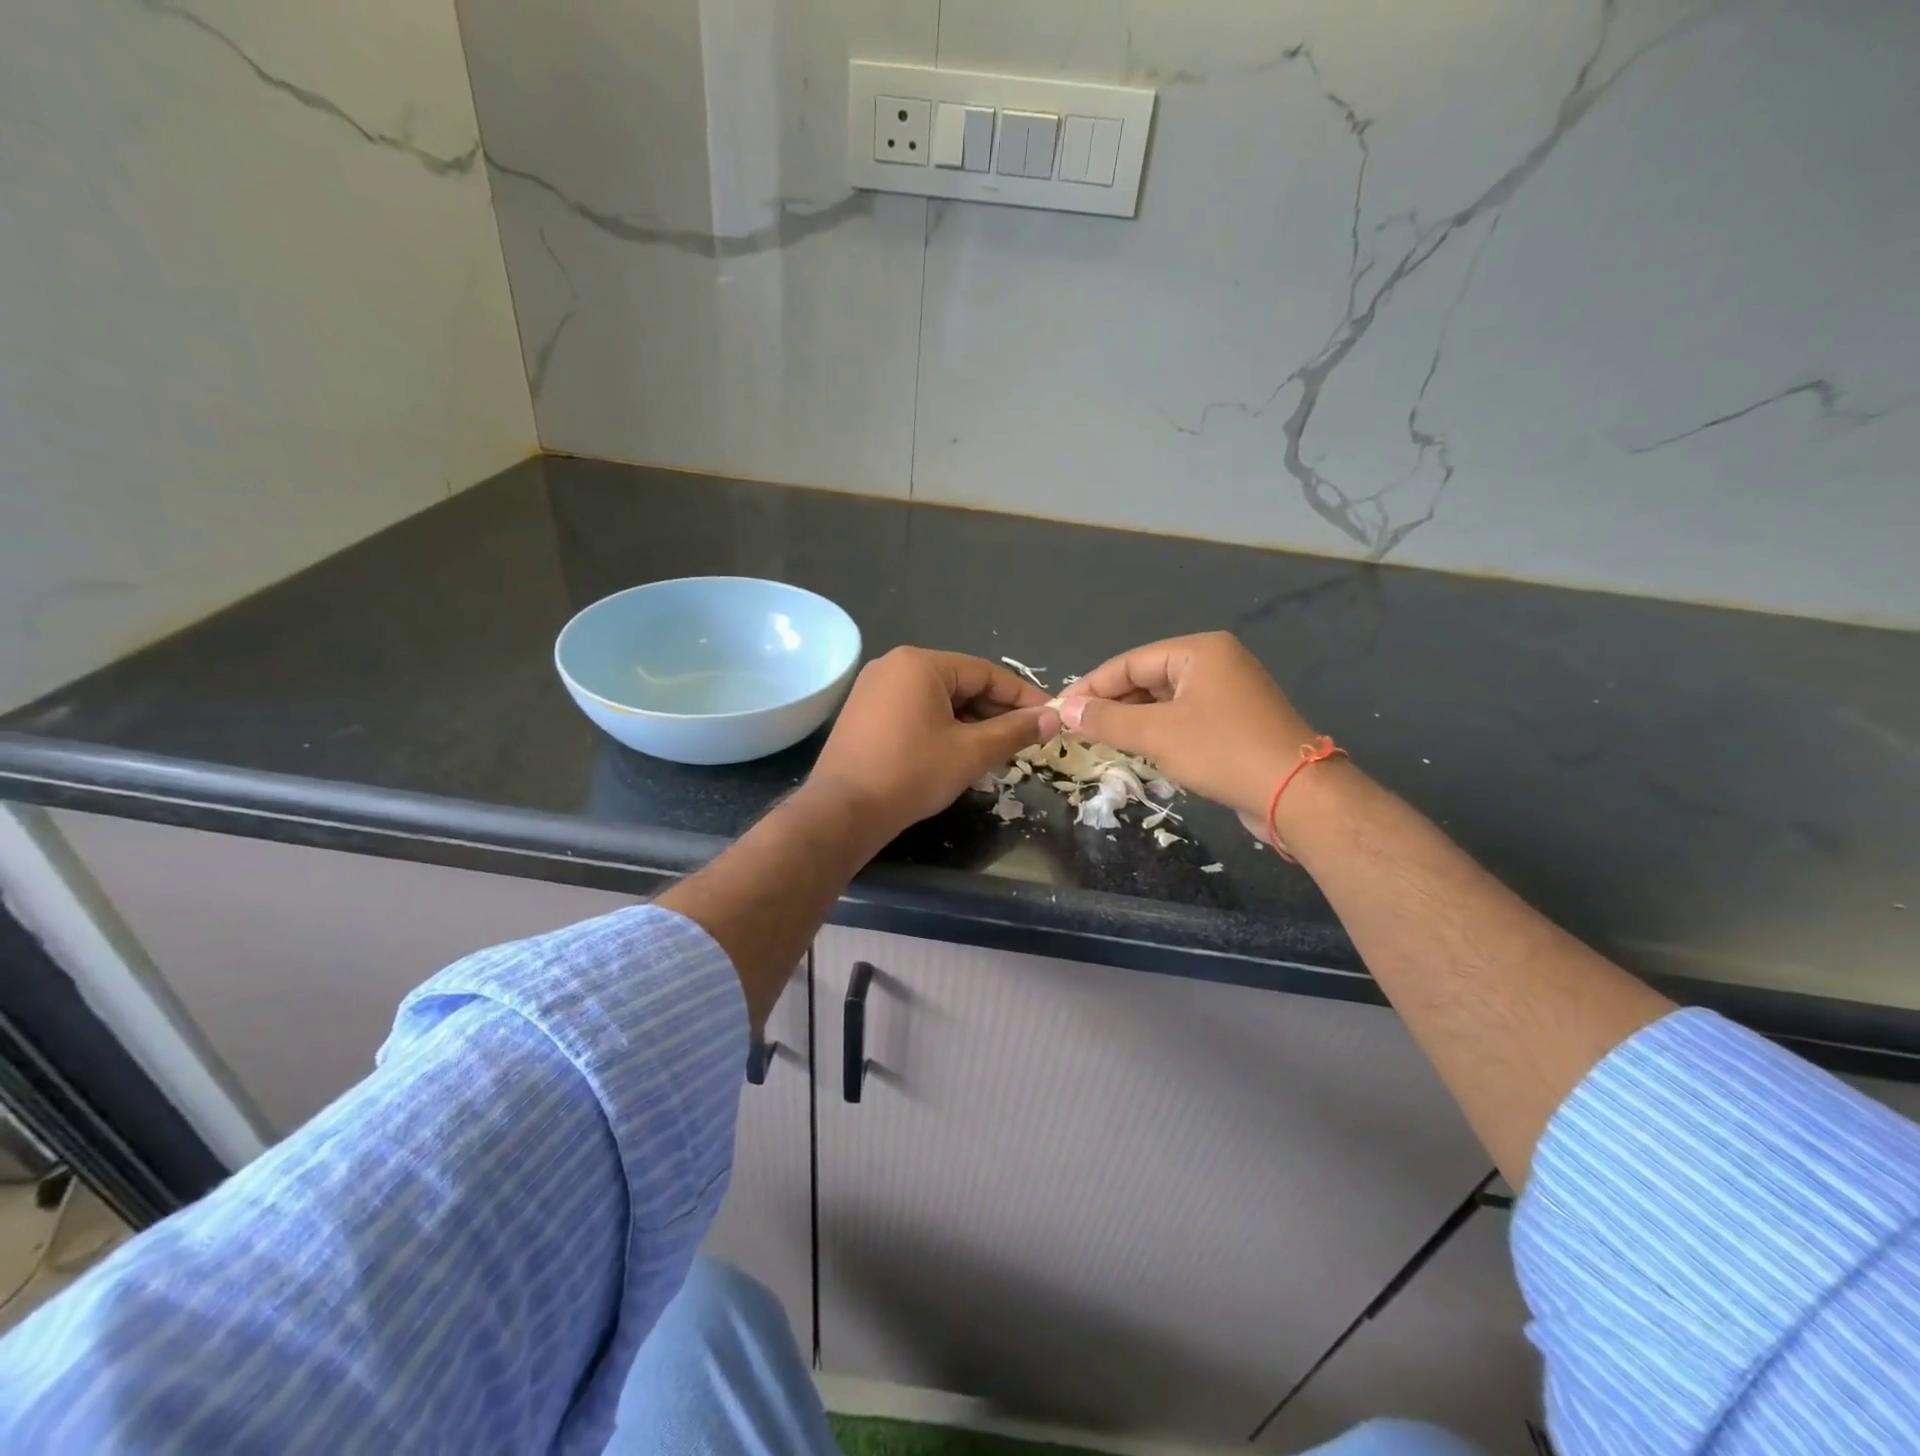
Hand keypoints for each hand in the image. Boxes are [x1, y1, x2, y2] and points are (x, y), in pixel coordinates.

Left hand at [805, 647, 1059, 845]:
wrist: (843, 810)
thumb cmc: (911, 774)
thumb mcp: (971, 752)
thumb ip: (1014, 731)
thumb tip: (1053, 718)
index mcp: (920, 663)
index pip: (986, 673)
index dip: (1022, 696)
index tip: (1050, 716)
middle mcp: (894, 665)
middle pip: (960, 683)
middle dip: (995, 711)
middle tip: (1025, 739)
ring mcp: (874, 688)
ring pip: (938, 699)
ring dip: (970, 722)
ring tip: (996, 749)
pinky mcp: (864, 712)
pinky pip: (914, 710)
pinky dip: (941, 726)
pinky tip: (958, 752)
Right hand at [1058, 633, 1318, 832]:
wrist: (1296, 793)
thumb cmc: (1222, 751)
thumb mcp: (1156, 734)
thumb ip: (1107, 719)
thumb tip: (1064, 709)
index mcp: (1200, 651)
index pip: (1130, 662)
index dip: (1092, 686)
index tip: (1060, 709)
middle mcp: (1216, 662)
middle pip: (1147, 677)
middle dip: (1112, 703)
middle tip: (1076, 727)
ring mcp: (1228, 692)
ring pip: (1164, 699)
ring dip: (1132, 719)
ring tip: (1098, 739)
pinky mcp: (1235, 720)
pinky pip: (1183, 716)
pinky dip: (1157, 729)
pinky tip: (1136, 747)